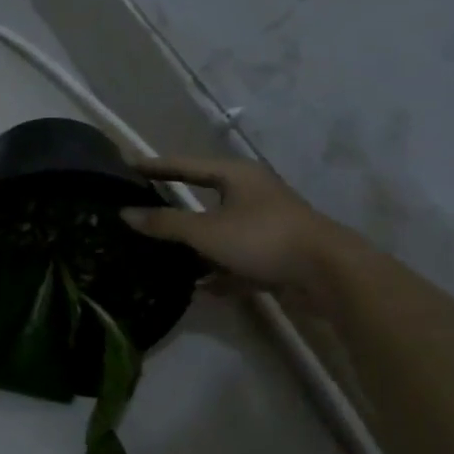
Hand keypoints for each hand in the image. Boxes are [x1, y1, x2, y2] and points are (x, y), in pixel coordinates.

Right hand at [122, 156, 346, 305]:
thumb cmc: (263, 238)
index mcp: (236, 176)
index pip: (185, 165)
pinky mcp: (274, 255)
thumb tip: (125, 213)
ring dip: (194, 246)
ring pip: (219, 233)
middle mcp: (251, 195)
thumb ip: (165, 223)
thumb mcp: (206, 231)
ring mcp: (265, 226)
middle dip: (173, 210)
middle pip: (204, 198)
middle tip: (139, 212)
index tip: (125, 166)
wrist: (328, 274)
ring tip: (160, 255)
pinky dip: (218, 272)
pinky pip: (236, 261)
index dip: (155, 167)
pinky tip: (199, 288)